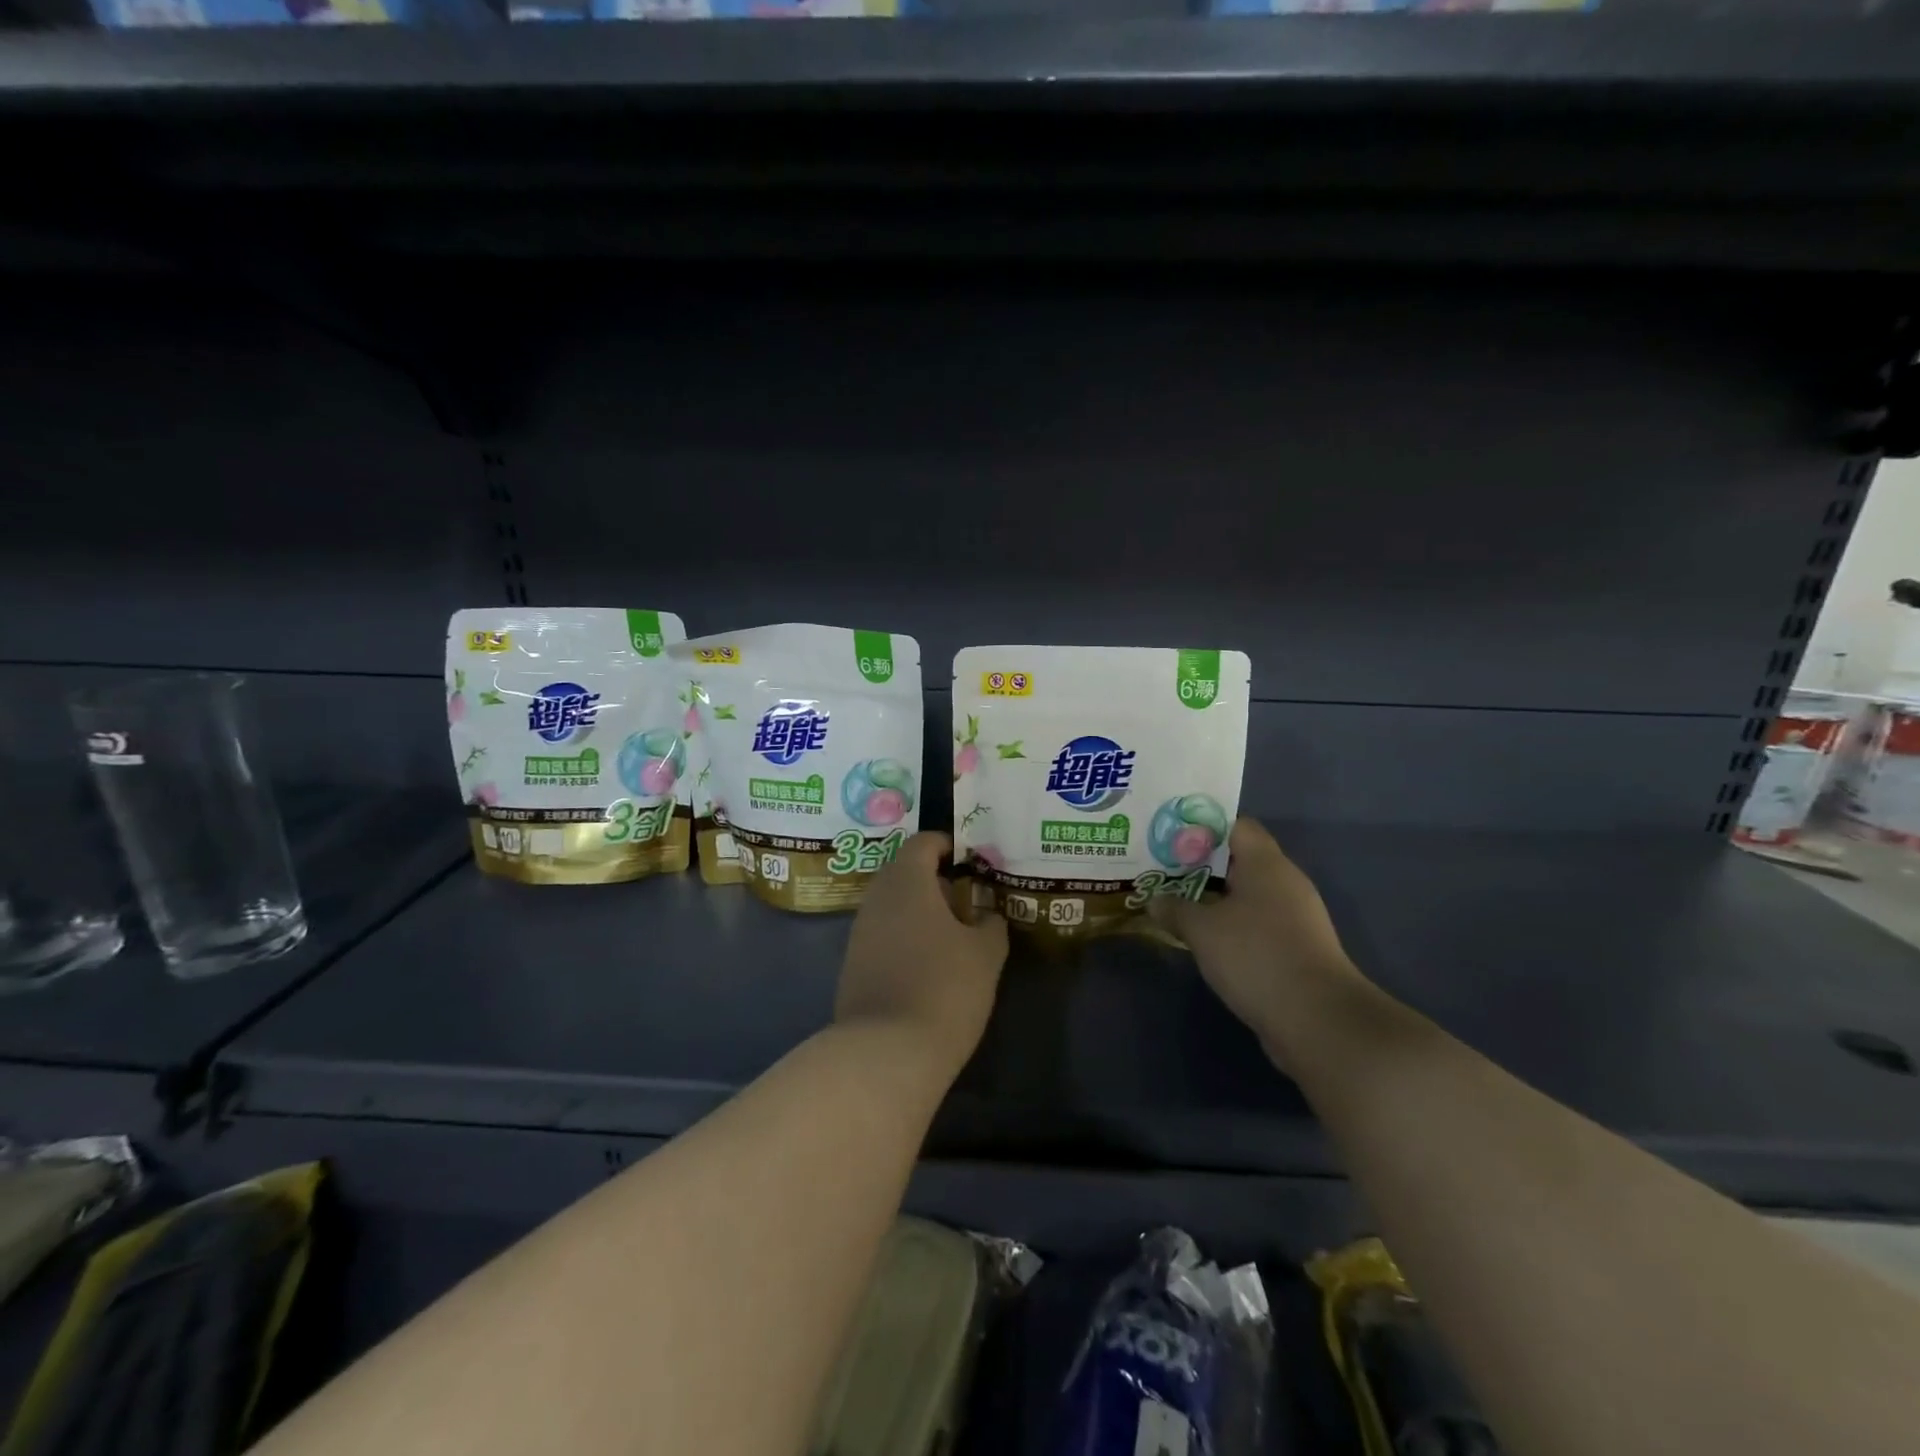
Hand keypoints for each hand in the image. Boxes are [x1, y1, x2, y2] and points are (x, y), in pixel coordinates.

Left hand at [837, 832, 1007, 1081]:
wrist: (887, 1051)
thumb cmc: (944, 987)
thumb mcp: (986, 953)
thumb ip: (991, 924)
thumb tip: (986, 915)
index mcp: (906, 881)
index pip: (924, 842)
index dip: (949, 845)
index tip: (974, 861)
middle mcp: (876, 898)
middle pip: (905, 872)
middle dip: (937, 881)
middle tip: (968, 901)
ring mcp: (860, 932)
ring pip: (893, 906)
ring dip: (921, 912)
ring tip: (954, 936)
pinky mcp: (853, 965)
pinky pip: (884, 935)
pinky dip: (906, 937)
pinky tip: (929, 964)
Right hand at [1155, 818, 1368, 1071]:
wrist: (1317, 1020)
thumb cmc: (1256, 956)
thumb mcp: (1202, 930)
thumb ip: (1175, 908)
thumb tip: (1154, 900)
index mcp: (1266, 864)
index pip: (1235, 825)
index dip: (1201, 826)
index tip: (1168, 835)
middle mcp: (1284, 882)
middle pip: (1237, 859)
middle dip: (1199, 864)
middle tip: (1160, 868)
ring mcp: (1293, 917)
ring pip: (1245, 894)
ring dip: (1212, 898)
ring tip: (1172, 900)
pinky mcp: (1294, 949)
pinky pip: (1254, 923)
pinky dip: (1228, 925)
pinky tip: (1200, 937)